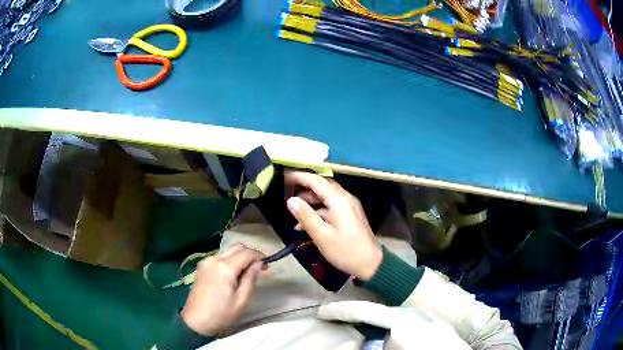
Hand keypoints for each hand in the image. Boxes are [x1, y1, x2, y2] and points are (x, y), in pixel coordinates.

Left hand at [180, 244, 263, 335]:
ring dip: (239, 258)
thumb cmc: (222, 313)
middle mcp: (214, 259)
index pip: (247, 252)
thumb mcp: (242, 300)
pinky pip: (220, 258)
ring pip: (228, 251)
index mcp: (225, 267)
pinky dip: (229, 262)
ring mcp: (206, 261)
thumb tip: (259, 263)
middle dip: (250, 255)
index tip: (267, 266)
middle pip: (237, 247)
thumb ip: (251, 278)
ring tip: (245, 275)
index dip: (260, 256)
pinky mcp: (201, 266)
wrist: (196, 320)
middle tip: (258, 270)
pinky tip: (232, 276)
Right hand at [285, 171, 382, 280]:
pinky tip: (305, 224)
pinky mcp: (350, 216)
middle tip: (286, 191)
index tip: (283, 176)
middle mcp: (345, 198)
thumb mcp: (322, 235)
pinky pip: (331, 207)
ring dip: (310, 201)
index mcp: (339, 200)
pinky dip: (318, 212)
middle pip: (322, 186)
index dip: (299, 177)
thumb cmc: (345, 250)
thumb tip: (291, 200)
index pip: (316, 180)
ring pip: (326, 197)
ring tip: (293, 209)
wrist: (371, 264)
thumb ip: (306, 216)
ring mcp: (349, 207)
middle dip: (303, 187)